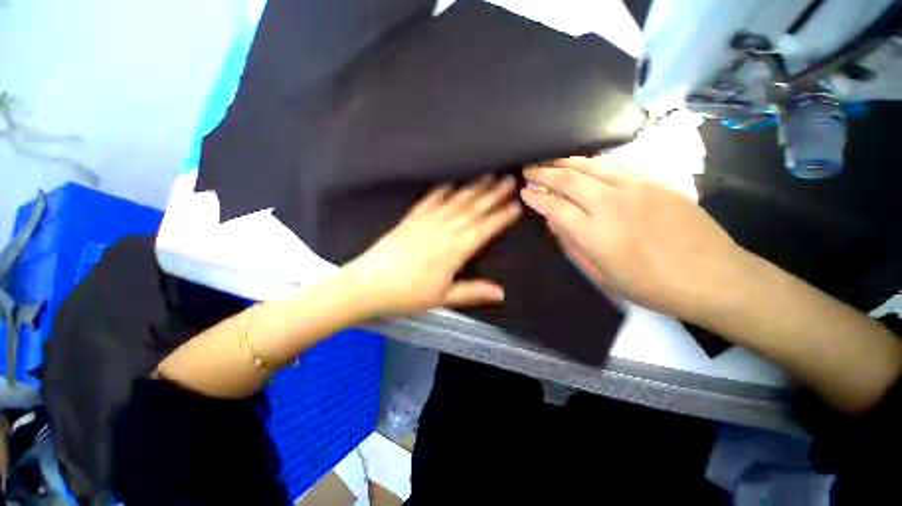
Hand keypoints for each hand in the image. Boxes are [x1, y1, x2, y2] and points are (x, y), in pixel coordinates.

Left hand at [343, 176, 521, 315]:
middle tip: (510, 179)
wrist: (367, 286)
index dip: (501, 216)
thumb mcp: (442, 298)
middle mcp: (443, 231)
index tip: (517, 204)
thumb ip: (472, 291)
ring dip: (473, 188)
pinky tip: (451, 181)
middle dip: (493, 194)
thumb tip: (501, 293)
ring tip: (488, 174)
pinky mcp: (410, 219)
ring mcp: (425, 222)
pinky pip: (429, 200)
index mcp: (453, 251)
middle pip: (472, 209)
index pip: (484, 229)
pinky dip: (441, 189)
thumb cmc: (406, 296)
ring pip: (455, 201)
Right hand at [521, 156, 743, 321]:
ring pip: (591, 166)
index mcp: (596, 234)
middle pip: (568, 180)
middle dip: (544, 173)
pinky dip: (593, 163)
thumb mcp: (604, 277)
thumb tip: (557, 224)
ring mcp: (636, 188)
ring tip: (551, 161)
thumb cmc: (653, 286)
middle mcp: (611, 204)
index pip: (555, 207)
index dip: (536, 198)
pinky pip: (616, 166)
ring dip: (566, 162)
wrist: (715, 277)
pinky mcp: (655, 182)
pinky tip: (585, 164)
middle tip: (529, 170)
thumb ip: (575, 247)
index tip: (524, 192)